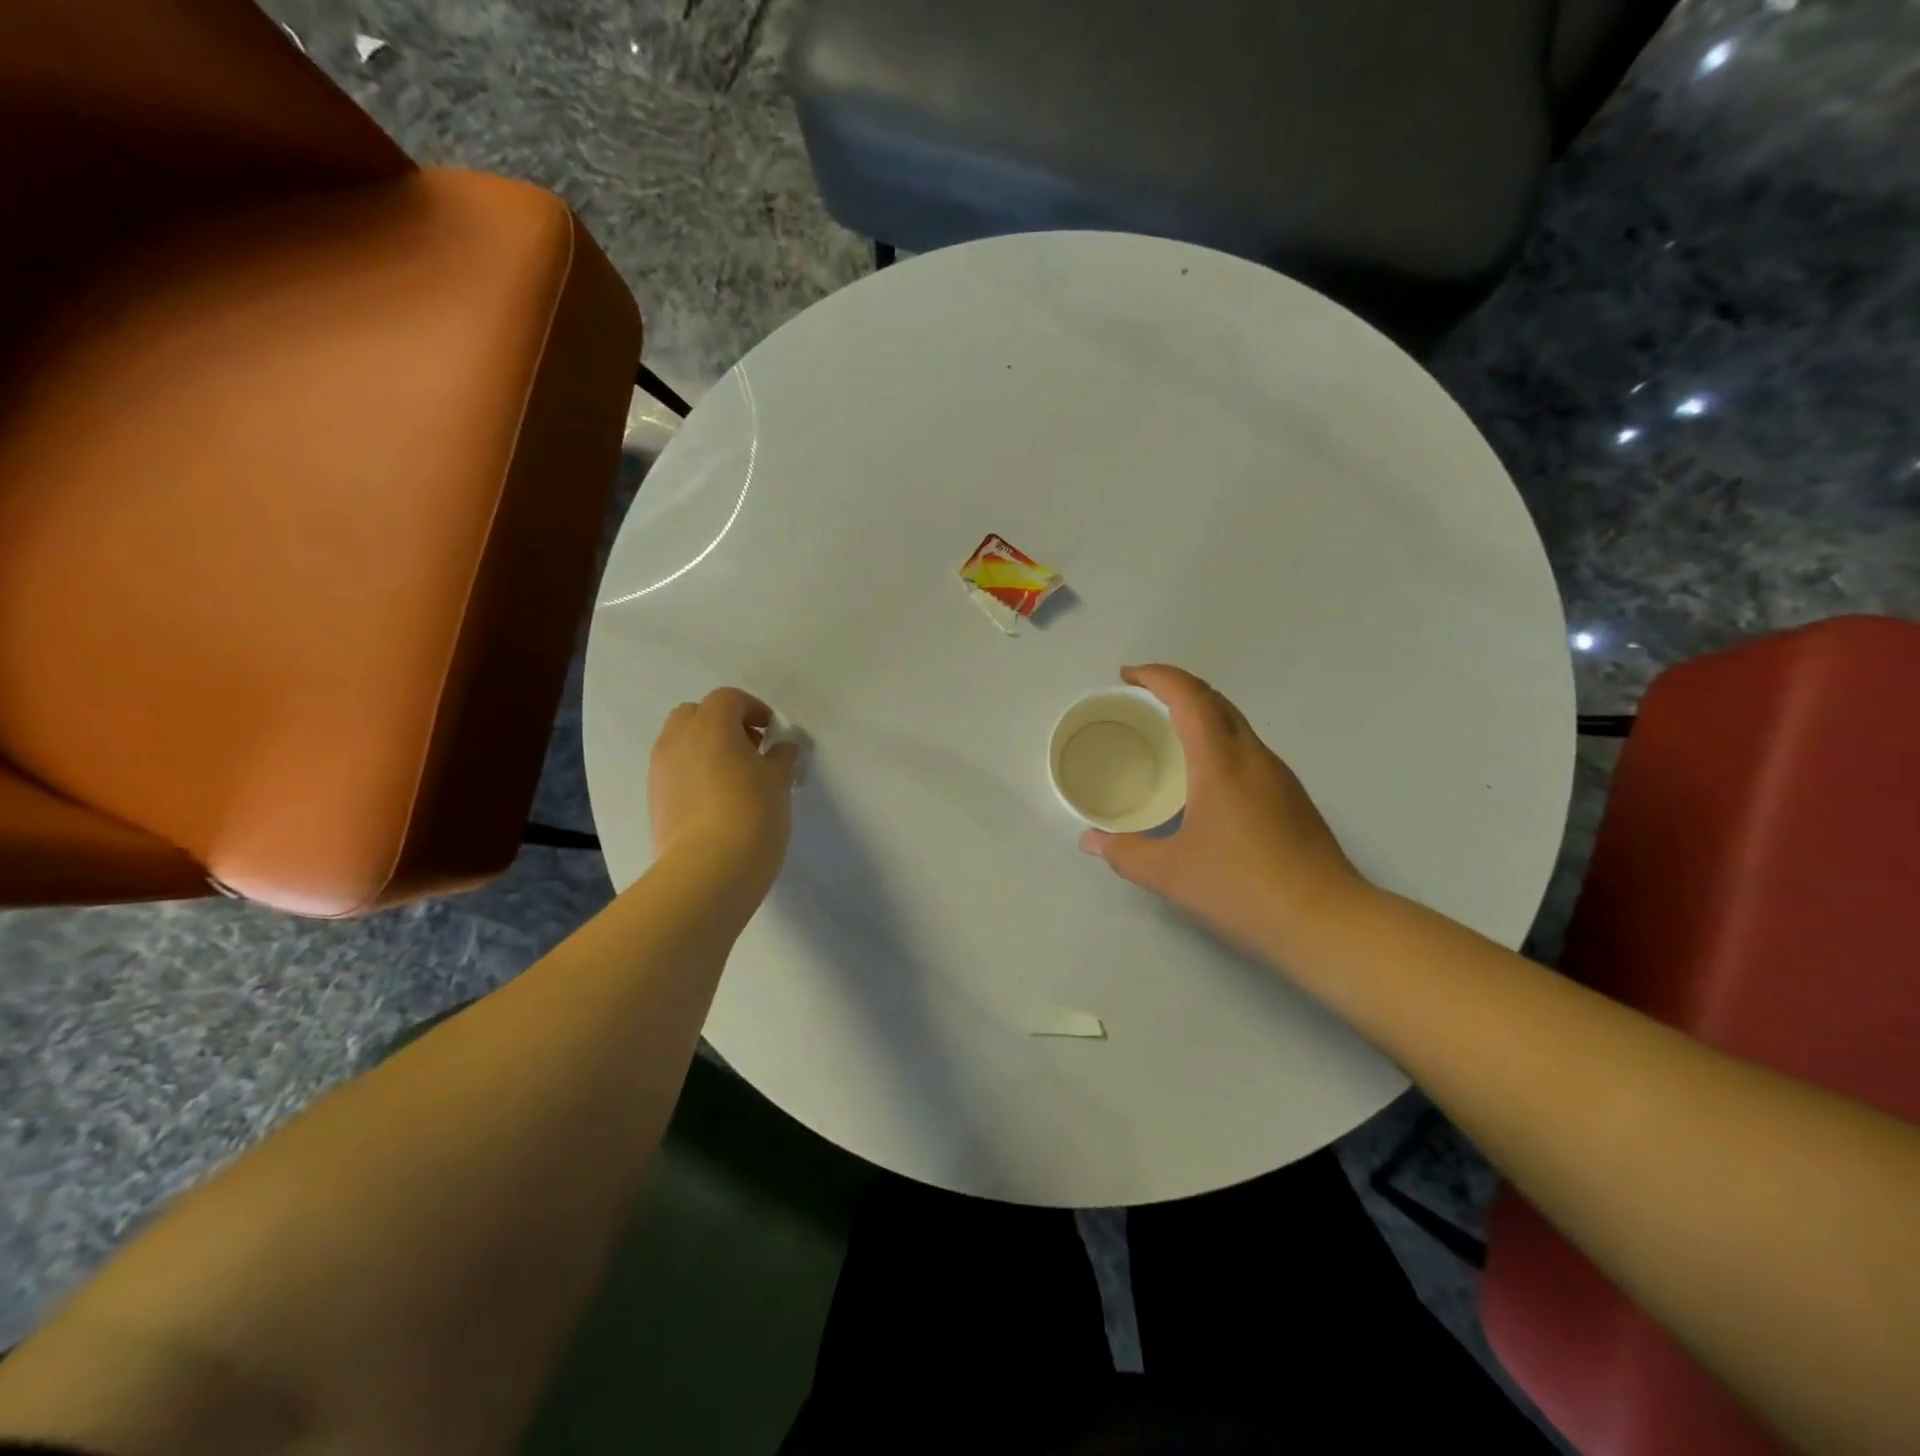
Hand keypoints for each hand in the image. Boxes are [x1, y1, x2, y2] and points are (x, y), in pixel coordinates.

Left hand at [649, 688, 799, 904]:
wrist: (708, 869)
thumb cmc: (753, 813)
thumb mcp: (779, 782)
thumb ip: (781, 757)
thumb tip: (782, 747)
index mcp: (711, 725)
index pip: (728, 699)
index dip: (753, 709)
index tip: (772, 731)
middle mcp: (678, 740)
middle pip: (695, 714)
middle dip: (722, 723)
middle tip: (750, 748)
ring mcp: (661, 770)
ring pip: (680, 742)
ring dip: (705, 747)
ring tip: (734, 776)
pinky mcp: (655, 799)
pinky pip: (674, 771)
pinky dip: (693, 772)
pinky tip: (717, 799)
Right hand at [1080, 665, 1374, 960]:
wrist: (1326, 921)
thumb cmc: (1241, 886)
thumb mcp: (1168, 872)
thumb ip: (1124, 851)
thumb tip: (1091, 840)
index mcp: (1221, 761)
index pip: (1189, 696)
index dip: (1157, 676)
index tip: (1127, 677)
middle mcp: (1253, 757)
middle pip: (1216, 701)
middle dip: (1177, 688)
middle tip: (1141, 700)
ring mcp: (1279, 776)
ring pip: (1236, 725)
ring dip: (1200, 715)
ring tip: (1167, 734)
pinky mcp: (1292, 798)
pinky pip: (1247, 751)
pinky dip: (1218, 743)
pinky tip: (1204, 779)